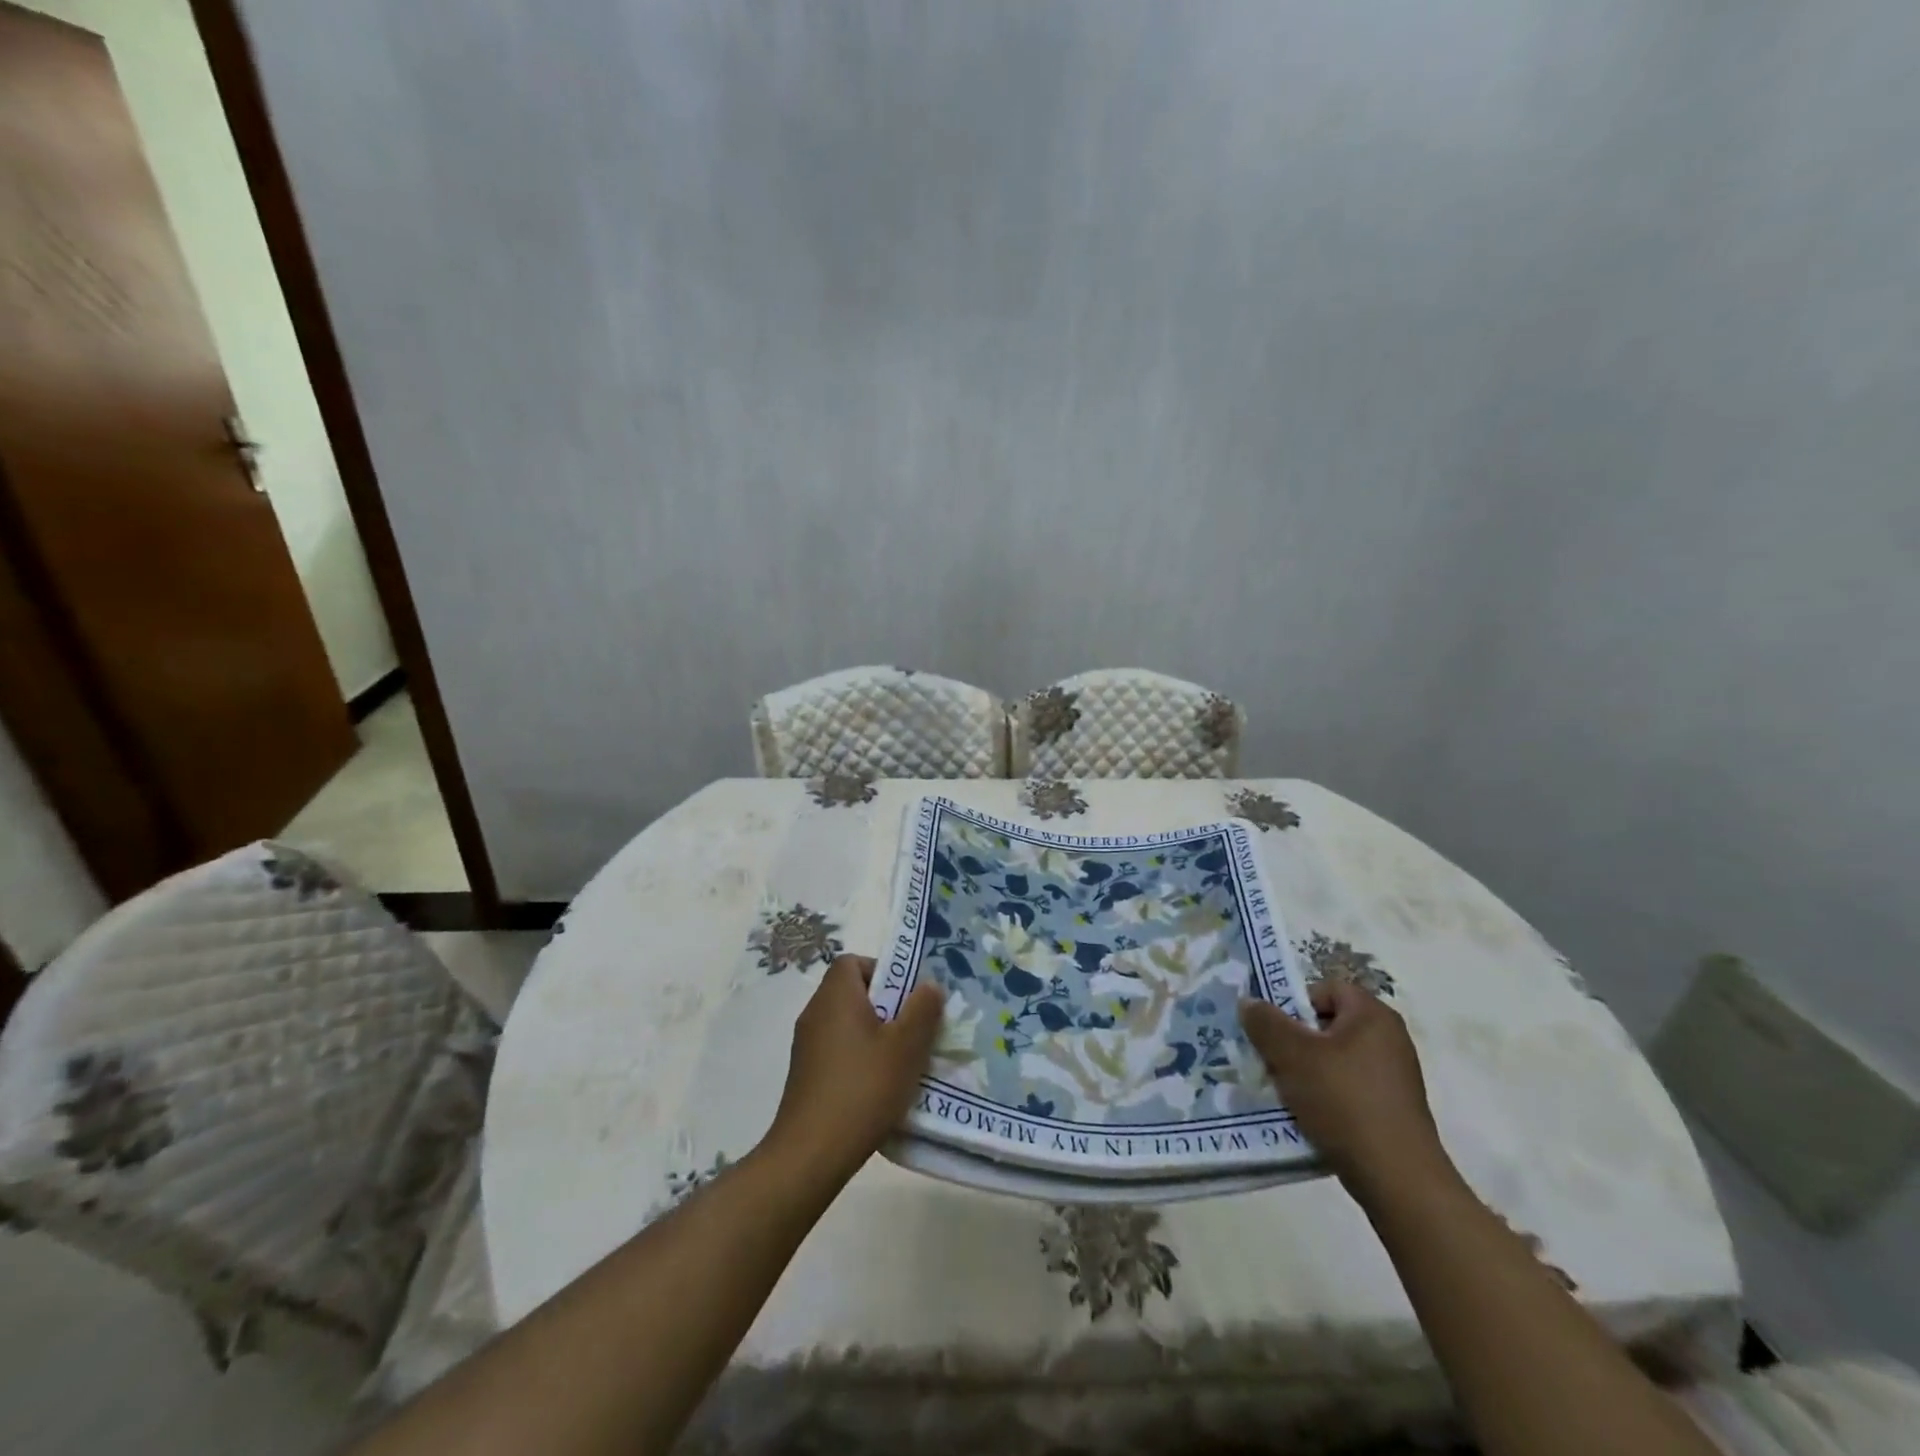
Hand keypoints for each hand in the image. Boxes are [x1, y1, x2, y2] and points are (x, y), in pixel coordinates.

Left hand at [765, 955, 943, 1184]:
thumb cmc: (863, 1088)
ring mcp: (806, 1045)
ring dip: (874, 1036)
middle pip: (853, 993)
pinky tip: (878, 1088)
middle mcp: (816, 1013)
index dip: (883, 971)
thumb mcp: (906, 1047)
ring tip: (902, 1062)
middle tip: (913, 1031)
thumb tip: (928, 985)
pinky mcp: (805, 1075)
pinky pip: (837, 1051)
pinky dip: (858, 1059)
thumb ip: (922, 1010)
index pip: (853, 962)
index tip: (907, 997)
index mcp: (836, 996)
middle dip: (886, 1007)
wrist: (810, 1153)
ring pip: (847, 1024)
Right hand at [1240, 980, 1452, 1205]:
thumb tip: (1249, 1002)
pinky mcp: (1392, 1110)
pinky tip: (1309, 1116)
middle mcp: (1389, 1039)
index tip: (1273, 1031)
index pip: (1325, 989)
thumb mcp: (1292, 1056)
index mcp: (1373, 1015)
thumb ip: (1265, 1023)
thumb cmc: (1344, 1101)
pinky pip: (1348, 1089)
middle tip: (1270, 1060)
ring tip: (1284, 1091)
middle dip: (1295, 1040)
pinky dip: (1326, 1097)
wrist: (1397, 1179)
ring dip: (1306, 1071)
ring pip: (1335, 1060)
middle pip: (1328, 1025)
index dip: (1294, 1003)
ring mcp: (1394, 1077)